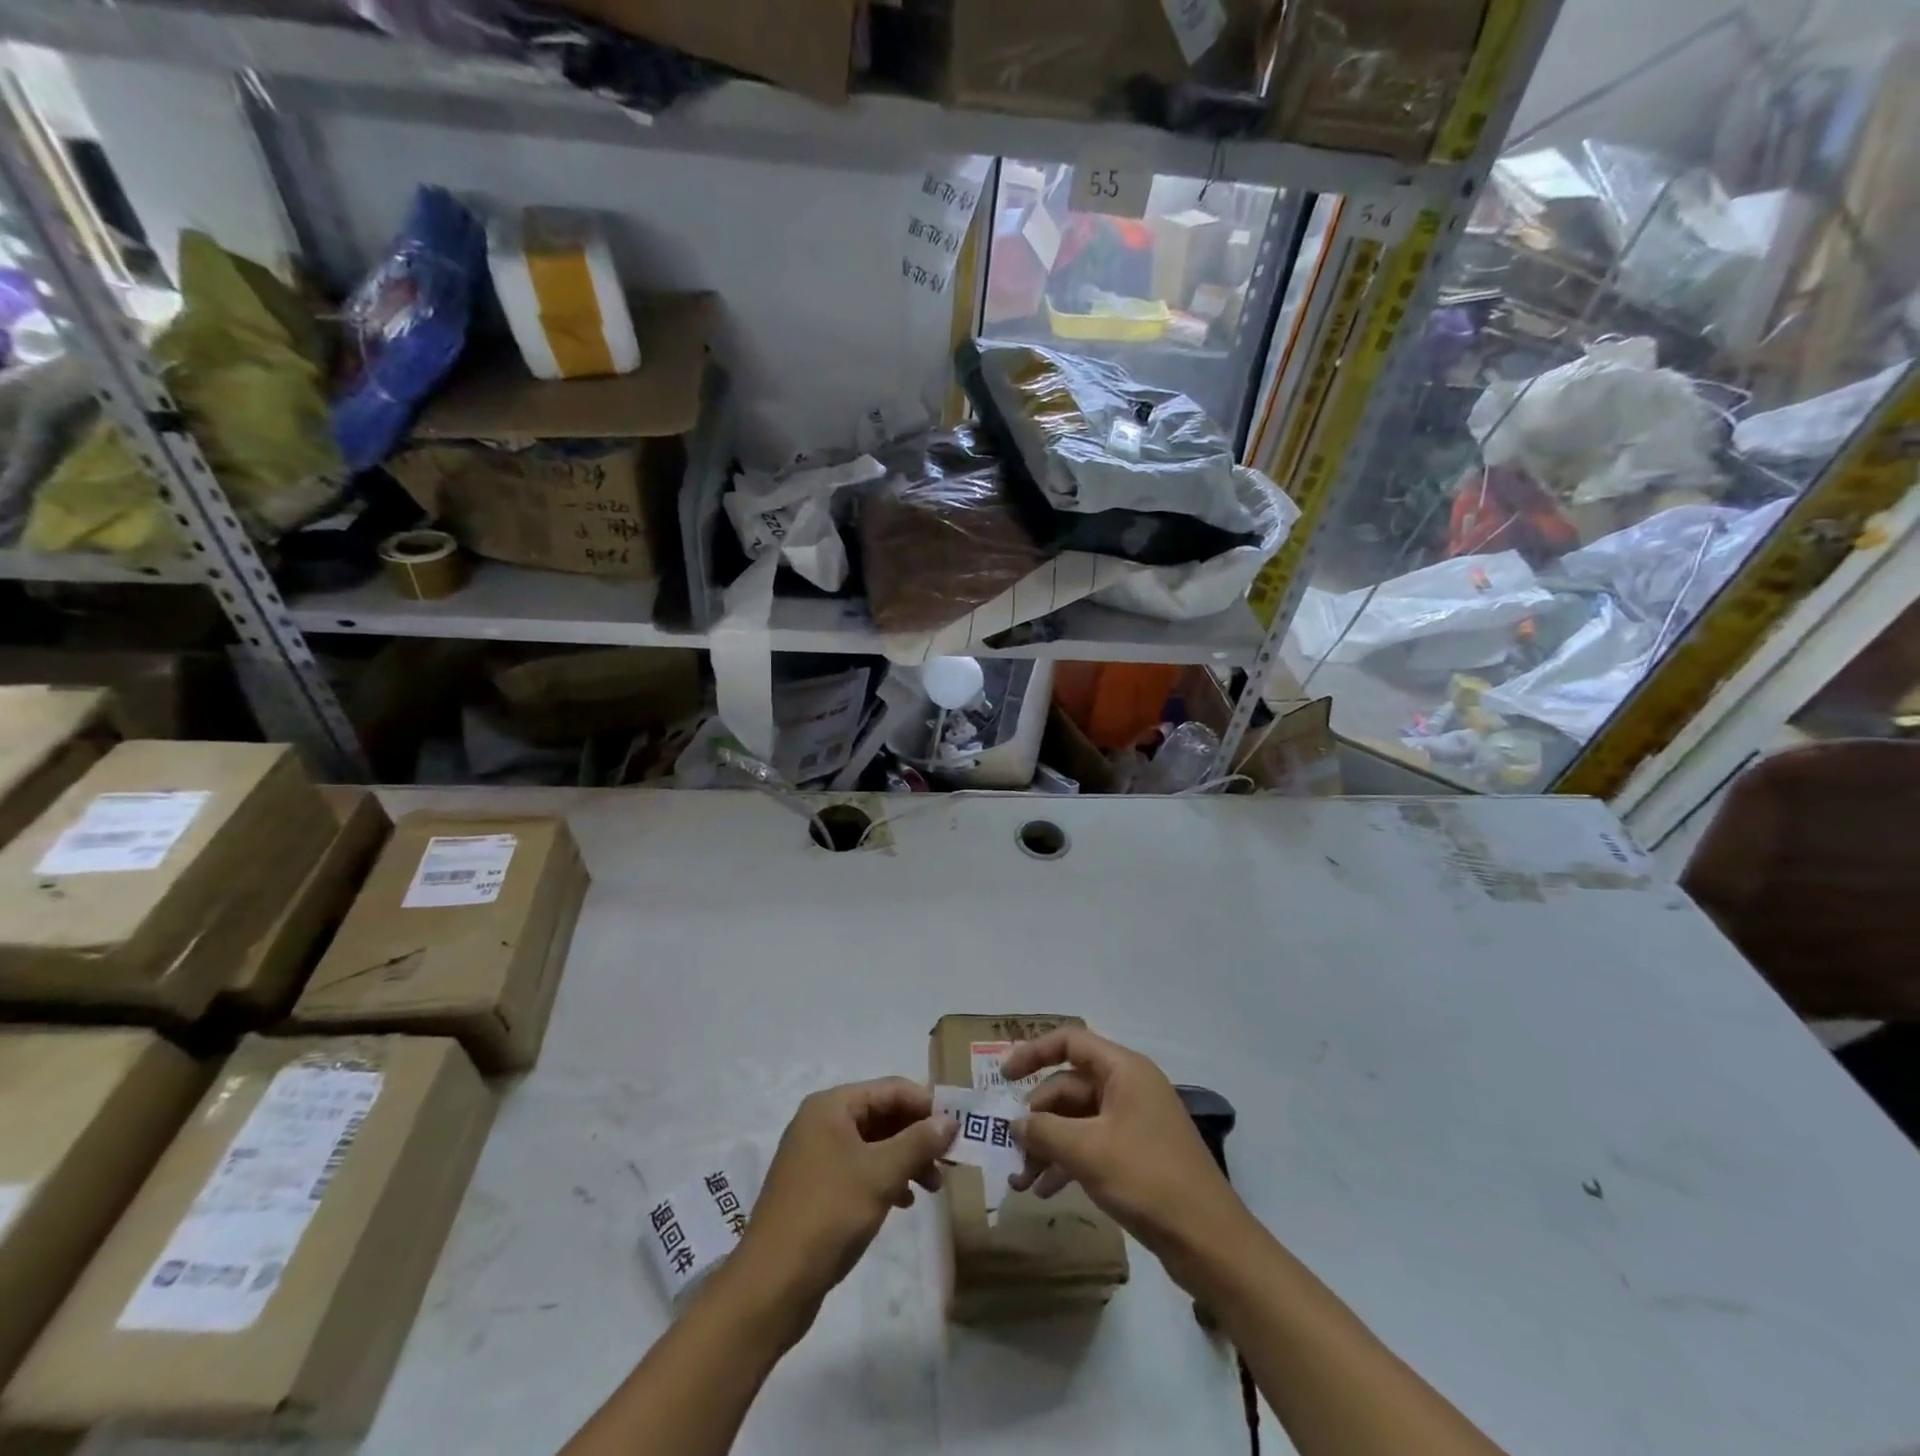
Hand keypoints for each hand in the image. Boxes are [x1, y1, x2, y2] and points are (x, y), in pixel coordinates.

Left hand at [735, 1078, 955, 1334]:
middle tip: (949, 1162)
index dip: (926, 1105)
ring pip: (873, 1144)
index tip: (958, 1129)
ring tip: (933, 1187)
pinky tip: (903, 1202)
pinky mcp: (815, 1187)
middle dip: (917, 1136)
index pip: (891, 1089)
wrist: (771, 1286)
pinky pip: (859, 1168)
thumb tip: (950, 1119)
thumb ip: (918, 1142)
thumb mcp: (881, 1174)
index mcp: (832, 1106)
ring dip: (905, 1160)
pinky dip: (885, 1179)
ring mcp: (815, 1155)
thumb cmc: (829, 1215)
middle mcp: (821, 1122)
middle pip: (882, 1114)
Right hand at [1002, 1028, 1249, 1265]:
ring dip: (1048, 1145)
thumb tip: (1015, 1123)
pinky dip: (1067, 1161)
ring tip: (1021, 1181)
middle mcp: (1129, 1087)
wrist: (1210, 1242)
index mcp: (1124, 1070)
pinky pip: (1092, 1144)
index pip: (1070, 1042)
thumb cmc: (1148, 1180)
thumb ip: (1044, 1131)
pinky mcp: (1137, 1154)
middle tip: (1011, 1149)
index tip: (1003, 1077)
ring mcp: (1134, 1121)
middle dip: (1037, 1118)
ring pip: (1077, 1120)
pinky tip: (1045, 1190)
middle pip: (1069, 1086)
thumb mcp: (1087, 1152)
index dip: (1034, 1053)